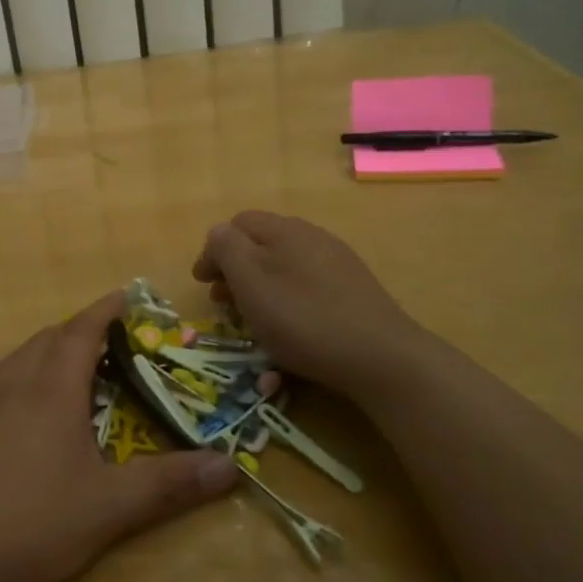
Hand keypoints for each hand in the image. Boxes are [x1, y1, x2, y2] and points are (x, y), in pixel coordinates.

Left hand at [0, 292, 239, 581]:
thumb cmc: (26, 521)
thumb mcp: (106, 508)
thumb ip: (168, 485)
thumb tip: (230, 468)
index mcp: (51, 386)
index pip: (83, 329)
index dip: (107, 310)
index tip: (128, 297)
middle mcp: (13, 378)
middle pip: (51, 337)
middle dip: (83, 331)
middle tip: (113, 344)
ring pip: (20, 356)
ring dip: (51, 351)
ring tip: (73, 371)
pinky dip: (23, 375)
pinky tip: (24, 410)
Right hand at [192, 211, 431, 397]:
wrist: (381, 356)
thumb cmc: (303, 319)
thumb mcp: (250, 283)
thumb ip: (227, 249)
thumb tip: (218, 232)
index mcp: (283, 229)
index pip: (236, 224)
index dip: (213, 251)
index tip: (201, 284)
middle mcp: (311, 236)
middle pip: (261, 244)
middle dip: (235, 270)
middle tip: (222, 303)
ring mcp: (336, 262)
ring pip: (285, 266)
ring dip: (260, 286)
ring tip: (252, 318)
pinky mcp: (353, 288)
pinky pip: (308, 285)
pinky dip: (288, 298)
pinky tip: (290, 326)